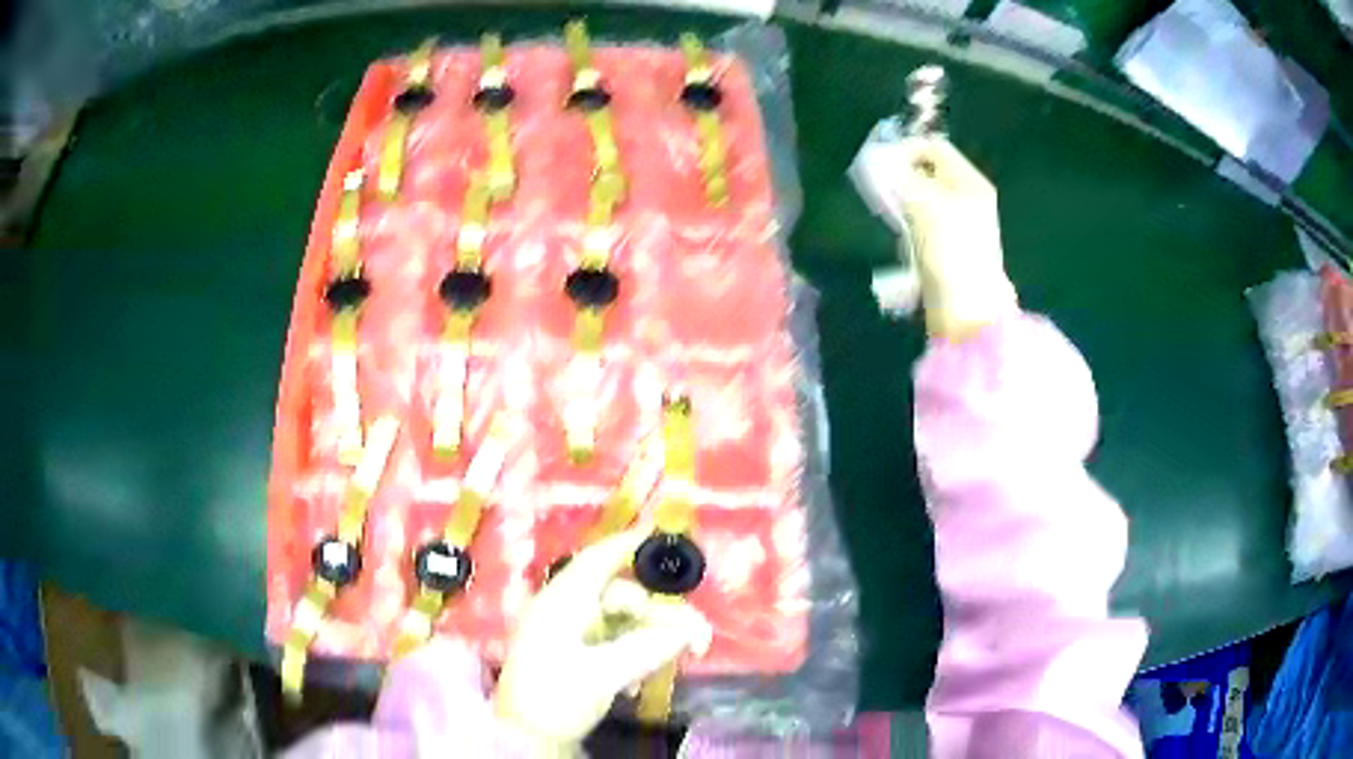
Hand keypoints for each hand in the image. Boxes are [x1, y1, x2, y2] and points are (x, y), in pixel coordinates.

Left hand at [494, 530, 712, 752]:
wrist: (525, 736)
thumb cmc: (554, 697)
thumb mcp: (602, 674)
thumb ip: (647, 648)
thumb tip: (687, 629)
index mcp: (563, 603)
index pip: (598, 561)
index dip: (628, 544)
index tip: (661, 534)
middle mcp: (567, 612)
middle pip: (625, 599)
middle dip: (662, 617)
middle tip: (698, 642)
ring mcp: (571, 635)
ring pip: (625, 623)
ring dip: (652, 641)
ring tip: (673, 666)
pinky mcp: (577, 657)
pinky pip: (616, 644)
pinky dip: (636, 656)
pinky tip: (639, 685)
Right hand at [889, 137, 1016, 338]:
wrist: (967, 314)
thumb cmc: (951, 253)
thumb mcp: (923, 205)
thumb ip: (898, 176)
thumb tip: (876, 158)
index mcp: (970, 182)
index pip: (933, 147)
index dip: (904, 149)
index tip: (876, 163)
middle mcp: (968, 199)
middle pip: (926, 173)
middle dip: (899, 177)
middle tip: (878, 190)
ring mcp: (959, 226)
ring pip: (920, 199)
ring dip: (900, 203)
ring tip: (886, 215)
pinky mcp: (946, 251)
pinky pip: (920, 225)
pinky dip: (905, 227)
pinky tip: (896, 240)